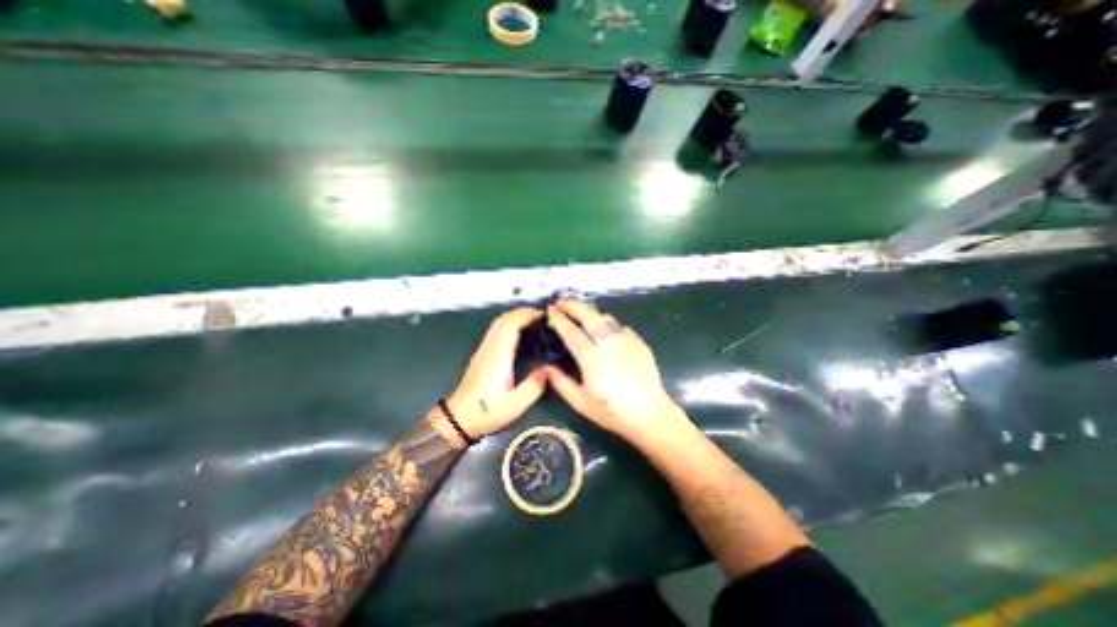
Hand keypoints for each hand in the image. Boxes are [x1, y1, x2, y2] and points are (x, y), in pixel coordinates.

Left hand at [441, 309, 549, 440]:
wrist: (458, 418)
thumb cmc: (486, 411)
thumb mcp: (516, 404)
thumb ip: (534, 386)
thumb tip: (546, 371)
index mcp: (498, 357)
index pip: (511, 325)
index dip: (526, 316)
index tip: (541, 315)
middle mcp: (489, 349)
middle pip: (503, 320)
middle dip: (521, 312)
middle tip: (540, 315)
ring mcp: (483, 351)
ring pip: (497, 324)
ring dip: (514, 317)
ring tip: (531, 320)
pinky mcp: (481, 356)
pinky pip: (495, 331)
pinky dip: (508, 324)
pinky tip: (518, 333)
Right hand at [543, 298, 680, 439]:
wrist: (649, 414)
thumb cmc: (611, 411)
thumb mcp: (580, 402)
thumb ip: (560, 382)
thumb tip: (546, 366)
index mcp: (592, 359)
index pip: (572, 332)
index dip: (559, 319)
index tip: (550, 309)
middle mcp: (609, 344)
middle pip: (589, 316)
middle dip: (573, 305)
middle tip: (561, 301)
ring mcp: (626, 341)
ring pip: (605, 318)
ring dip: (590, 312)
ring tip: (580, 310)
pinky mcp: (638, 342)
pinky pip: (619, 326)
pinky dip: (607, 323)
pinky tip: (603, 328)